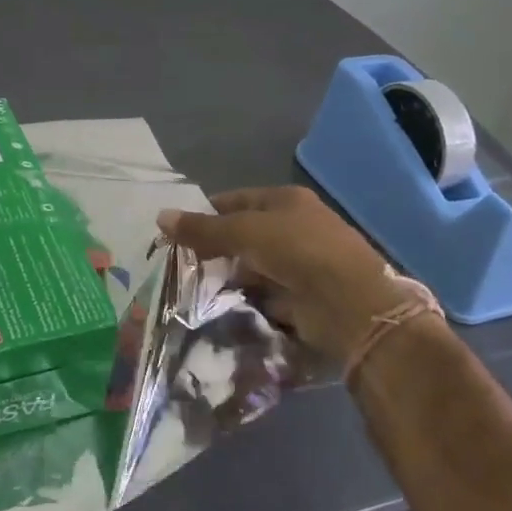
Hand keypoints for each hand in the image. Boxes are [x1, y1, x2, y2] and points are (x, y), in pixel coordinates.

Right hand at [157, 186, 435, 363]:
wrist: (351, 305)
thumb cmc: (297, 251)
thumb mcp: (244, 232)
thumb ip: (203, 229)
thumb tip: (160, 216)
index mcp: (286, 201)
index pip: (236, 201)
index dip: (206, 214)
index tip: (177, 234)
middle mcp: (295, 228)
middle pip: (244, 235)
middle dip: (215, 250)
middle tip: (181, 266)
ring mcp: (302, 264)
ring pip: (254, 268)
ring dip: (230, 278)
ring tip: (194, 291)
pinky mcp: (304, 298)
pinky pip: (266, 295)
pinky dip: (248, 301)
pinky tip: (222, 309)